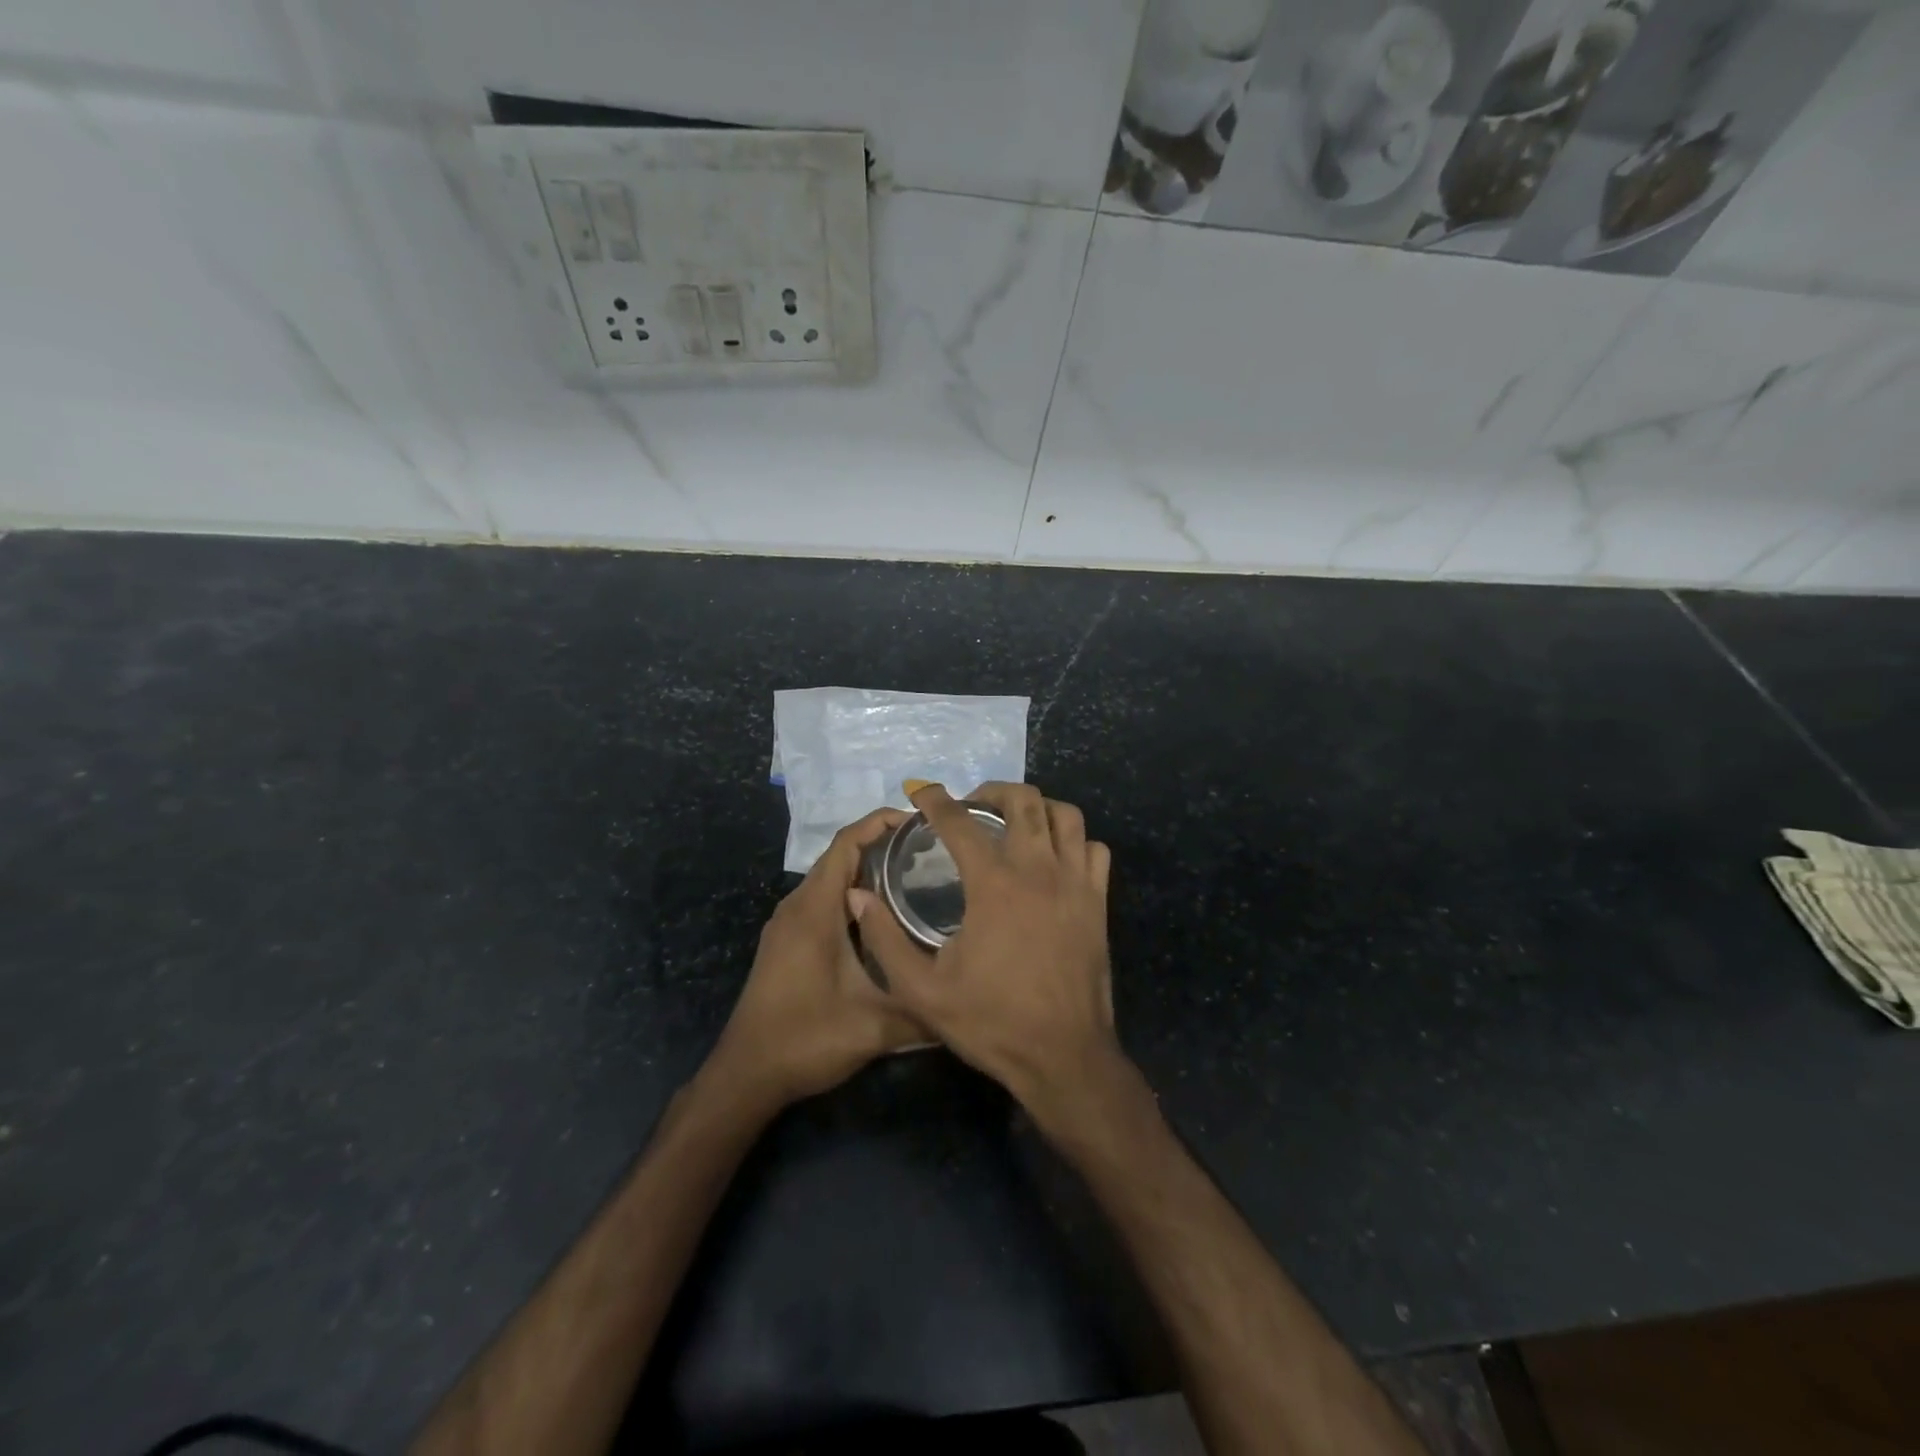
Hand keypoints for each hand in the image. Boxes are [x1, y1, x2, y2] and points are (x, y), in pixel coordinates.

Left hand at [707, 808, 929, 1108]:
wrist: (746, 1074)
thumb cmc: (806, 1038)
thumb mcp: (874, 1027)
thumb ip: (923, 1012)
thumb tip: (968, 1001)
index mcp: (814, 910)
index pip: (846, 844)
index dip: (880, 823)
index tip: (918, 820)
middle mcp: (797, 906)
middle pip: (839, 857)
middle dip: (882, 845)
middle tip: (930, 851)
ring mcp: (788, 925)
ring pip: (831, 880)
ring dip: (867, 871)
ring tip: (914, 877)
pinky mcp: (787, 942)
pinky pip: (823, 901)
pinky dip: (853, 895)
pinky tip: (882, 917)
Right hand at [849, 782, 1121, 1121]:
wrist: (1063, 1057)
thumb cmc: (991, 1022)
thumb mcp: (922, 991)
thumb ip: (884, 940)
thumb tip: (857, 896)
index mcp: (993, 884)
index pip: (959, 822)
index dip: (935, 800)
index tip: (921, 793)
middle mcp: (1038, 870)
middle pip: (1024, 800)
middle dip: (993, 791)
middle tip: (971, 807)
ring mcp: (1075, 883)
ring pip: (1066, 816)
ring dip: (1037, 809)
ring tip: (1015, 823)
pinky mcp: (1098, 902)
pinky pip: (1094, 849)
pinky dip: (1074, 841)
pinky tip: (1055, 858)